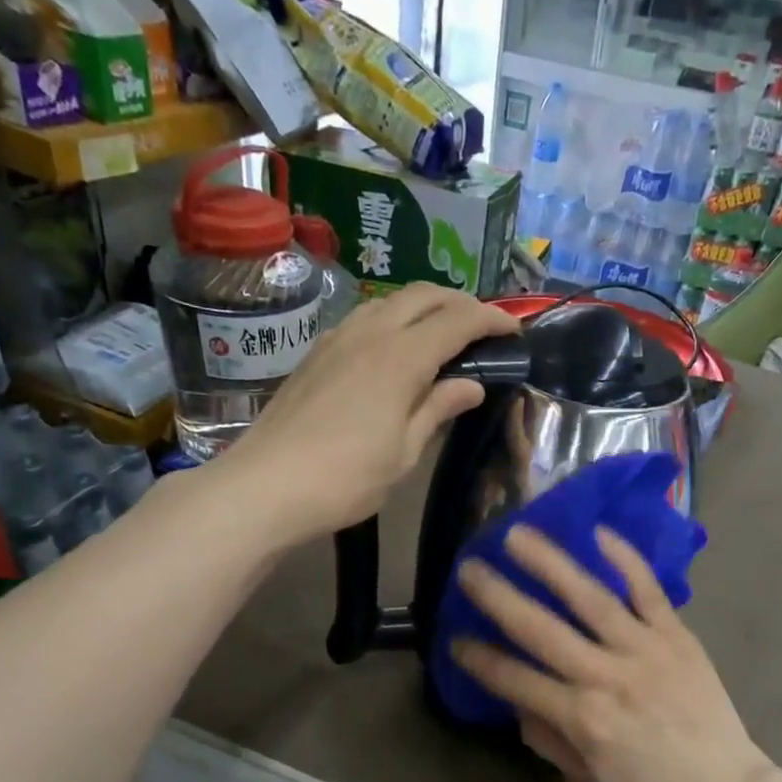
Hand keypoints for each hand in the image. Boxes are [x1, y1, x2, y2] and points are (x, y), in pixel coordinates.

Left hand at [224, 282, 519, 541]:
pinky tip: (395, 347)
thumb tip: (470, 385)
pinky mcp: (316, 353)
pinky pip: (364, 318)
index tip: (514, 330)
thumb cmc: (346, 478)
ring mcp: (337, 339)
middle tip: (482, 326)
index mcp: (400, 358)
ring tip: (442, 332)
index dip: (491, 319)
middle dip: (459, 302)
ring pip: (389, 301)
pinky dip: (393, 320)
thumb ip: (437, 410)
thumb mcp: (404, 453)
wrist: (267, 485)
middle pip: (423, 296)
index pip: (457, 320)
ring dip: (423, 306)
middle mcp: (370, 333)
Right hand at [450, 523, 773, 781]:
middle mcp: (607, 677)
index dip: (480, 659)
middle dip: (499, 598)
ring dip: (550, 564)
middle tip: (469, 567)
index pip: (517, 681)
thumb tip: (520, 700)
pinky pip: (648, 591)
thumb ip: (548, 735)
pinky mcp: (677, 635)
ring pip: (590, 599)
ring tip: (518, 535)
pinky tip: (597, 532)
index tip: (454, 638)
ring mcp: (645, 649)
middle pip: (542, 630)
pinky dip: (625, 560)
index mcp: (583, 718)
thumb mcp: (589, 774)